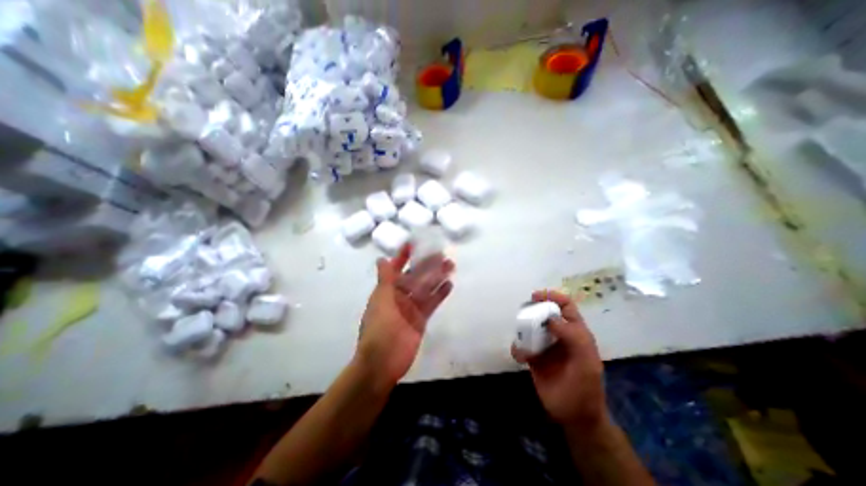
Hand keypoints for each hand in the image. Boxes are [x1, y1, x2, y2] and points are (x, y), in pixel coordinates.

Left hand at [356, 244, 455, 388]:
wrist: (383, 363)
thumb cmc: (379, 329)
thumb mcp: (381, 301)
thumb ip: (385, 280)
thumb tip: (381, 258)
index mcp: (387, 290)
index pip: (396, 269)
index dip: (403, 256)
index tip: (413, 244)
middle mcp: (400, 296)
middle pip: (416, 277)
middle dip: (427, 265)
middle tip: (441, 254)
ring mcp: (411, 308)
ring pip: (426, 288)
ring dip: (437, 277)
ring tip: (450, 265)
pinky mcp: (421, 319)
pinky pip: (432, 303)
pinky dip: (440, 294)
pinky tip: (449, 284)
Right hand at [509, 291, 602, 425]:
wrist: (574, 416)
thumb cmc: (585, 388)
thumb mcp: (586, 362)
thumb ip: (573, 337)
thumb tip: (550, 318)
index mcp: (575, 332)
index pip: (566, 306)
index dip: (553, 296)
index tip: (536, 296)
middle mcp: (559, 335)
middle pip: (544, 313)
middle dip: (533, 311)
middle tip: (523, 315)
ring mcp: (545, 346)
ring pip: (530, 327)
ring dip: (522, 330)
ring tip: (522, 340)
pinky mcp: (534, 358)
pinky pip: (521, 346)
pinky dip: (518, 348)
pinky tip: (521, 358)